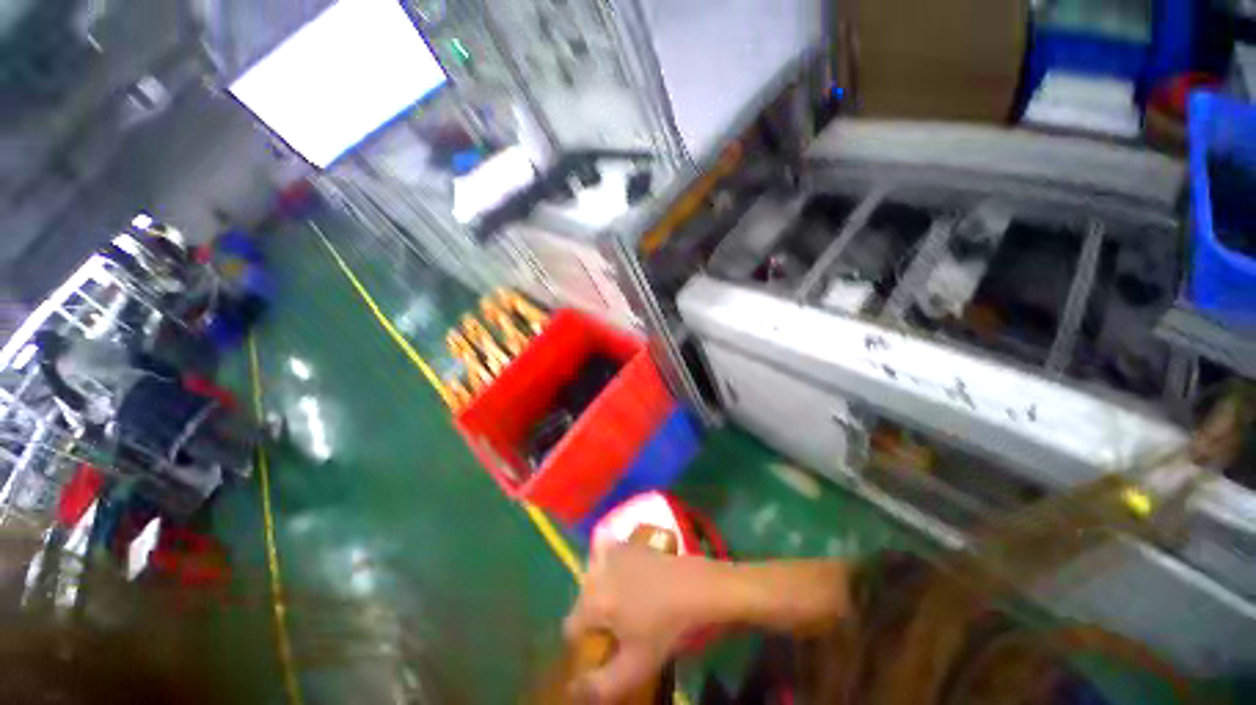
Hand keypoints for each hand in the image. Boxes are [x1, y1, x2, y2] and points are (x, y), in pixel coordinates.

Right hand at [562, 545, 721, 702]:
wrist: (710, 590)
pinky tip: (634, 580)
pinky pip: (609, 558)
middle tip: (627, 633)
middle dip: (598, 621)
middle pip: (584, 606)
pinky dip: (615, 569)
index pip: (571, 631)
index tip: (609, 652)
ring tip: (637, 610)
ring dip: (607, 597)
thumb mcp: (639, 664)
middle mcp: (593, 575)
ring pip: (595, 584)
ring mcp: (613, 555)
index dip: (587, 646)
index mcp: (590, 604)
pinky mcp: (632, 545)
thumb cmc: (672, 628)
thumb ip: (603, 684)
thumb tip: (573, 691)